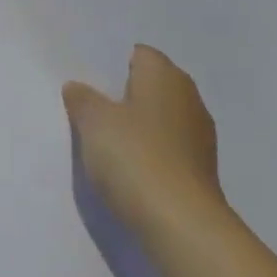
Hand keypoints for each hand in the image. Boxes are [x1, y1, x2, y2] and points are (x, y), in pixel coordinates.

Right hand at [63, 45, 228, 239]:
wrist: (180, 222)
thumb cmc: (134, 156)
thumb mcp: (94, 122)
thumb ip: (83, 100)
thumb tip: (77, 87)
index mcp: (165, 76)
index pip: (141, 54)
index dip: (115, 64)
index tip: (90, 80)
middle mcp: (188, 98)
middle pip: (153, 85)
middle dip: (125, 94)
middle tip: (91, 107)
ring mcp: (199, 135)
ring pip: (161, 117)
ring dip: (138, 124)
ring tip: (106, 138)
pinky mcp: (199, 168)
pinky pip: (168, 147)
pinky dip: (149, 150)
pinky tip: (128, 166)